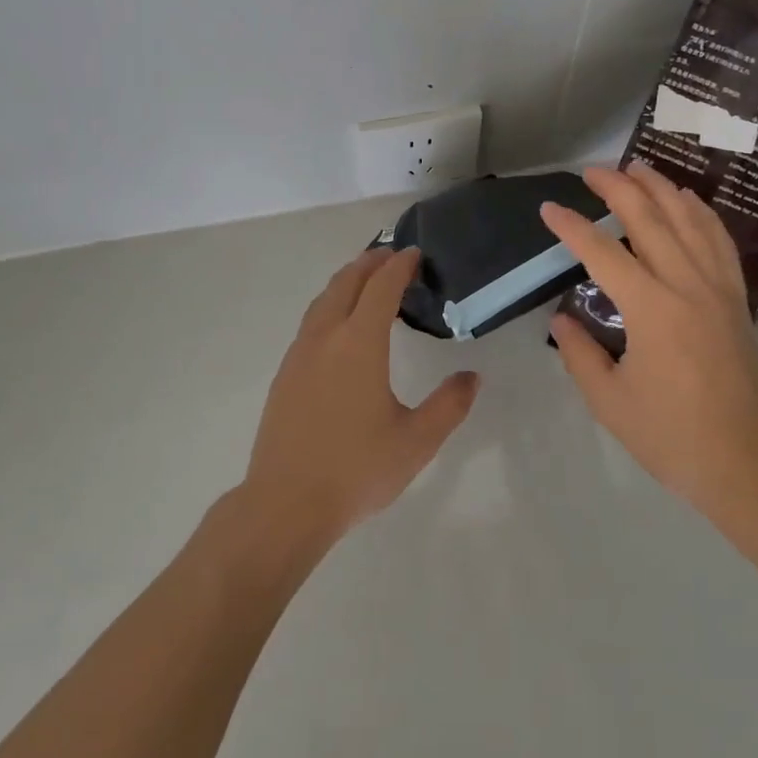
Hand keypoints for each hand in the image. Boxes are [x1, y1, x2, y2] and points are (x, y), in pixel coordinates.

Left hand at [242, 246, 479, 548]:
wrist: (285, 503)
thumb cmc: (357, 470)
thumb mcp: (417, 441)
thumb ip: (449, 405)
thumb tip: (471, 377)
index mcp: (359, 344)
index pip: (381, 288)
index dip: (399, 265)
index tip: (414, 253)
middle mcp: (325, 338)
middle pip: (346, 282)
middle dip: (369, 263)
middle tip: (391, 256)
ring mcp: (299, 355)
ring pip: (323, 300)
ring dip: (346, 281)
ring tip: (365, 280)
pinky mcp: (285, 374)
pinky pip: (311, 322)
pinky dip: (330, 305)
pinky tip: (338, 326)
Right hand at [544, 163, 757, 524]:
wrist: (746, 462)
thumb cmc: (670, 435)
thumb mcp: (608, 401)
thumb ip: (579, 352)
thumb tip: (563, 316)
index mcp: (651, 310)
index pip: (603, 252)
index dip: (572, 227)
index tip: (549, 209)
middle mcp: (686, 285)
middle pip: (650, 218)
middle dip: (618, 187)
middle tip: (591, 170)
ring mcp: (717, 288)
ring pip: (690, 220)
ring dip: (661, 188)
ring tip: (637, 168)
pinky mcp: (736, 298)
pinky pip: (719, 241)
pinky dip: (700, 213)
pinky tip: (688, 201)